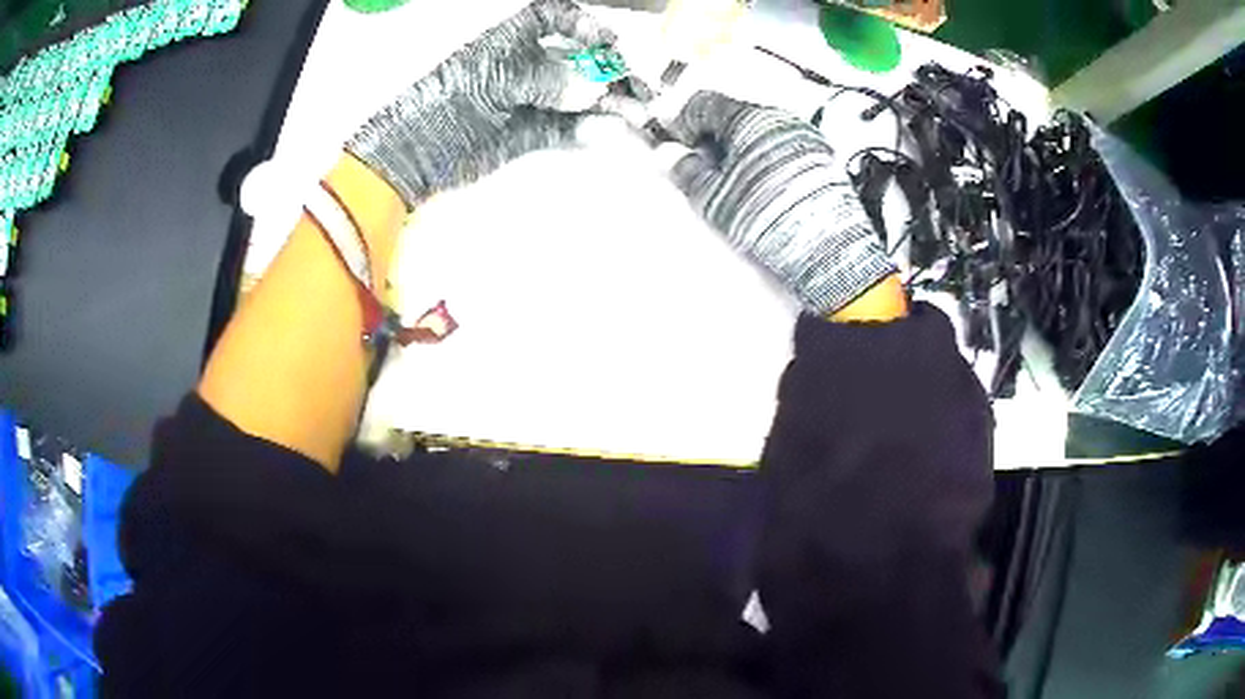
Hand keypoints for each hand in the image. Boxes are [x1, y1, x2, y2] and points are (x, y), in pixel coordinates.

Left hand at [347, 0, 614, 208]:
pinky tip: (607, 132)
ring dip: (608, 102)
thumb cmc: (445, 102)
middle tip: (642, 85)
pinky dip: (587, 130)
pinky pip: (567, 128)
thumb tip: (591, 89)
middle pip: (577, 58)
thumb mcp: (494, 79)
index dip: (583, 23)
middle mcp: (524, 64)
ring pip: (578, 95)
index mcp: (508, 38)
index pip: (553, 17)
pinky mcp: (530, 134)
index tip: (608, 41)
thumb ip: (545, 78)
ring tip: (638, 113)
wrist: (413, 156)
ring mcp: (529, 100)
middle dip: (609, 68)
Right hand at [668, 91, 895, 315]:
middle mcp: (780, 118)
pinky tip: (760, 186)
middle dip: (711, 136)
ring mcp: (805, 137)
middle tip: (698, 165)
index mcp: (749, 118)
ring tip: (731, 182)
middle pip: (733, 115)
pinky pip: (781, 147)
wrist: (828, 250)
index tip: (673, 141)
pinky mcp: (822, 159)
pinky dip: (763, 158)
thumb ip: (687, 172)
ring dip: (738, 148)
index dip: (681, 120)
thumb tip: (668, 156)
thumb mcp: (715, 198)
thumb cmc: (766, 218)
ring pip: (758, 132)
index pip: (704, 103)